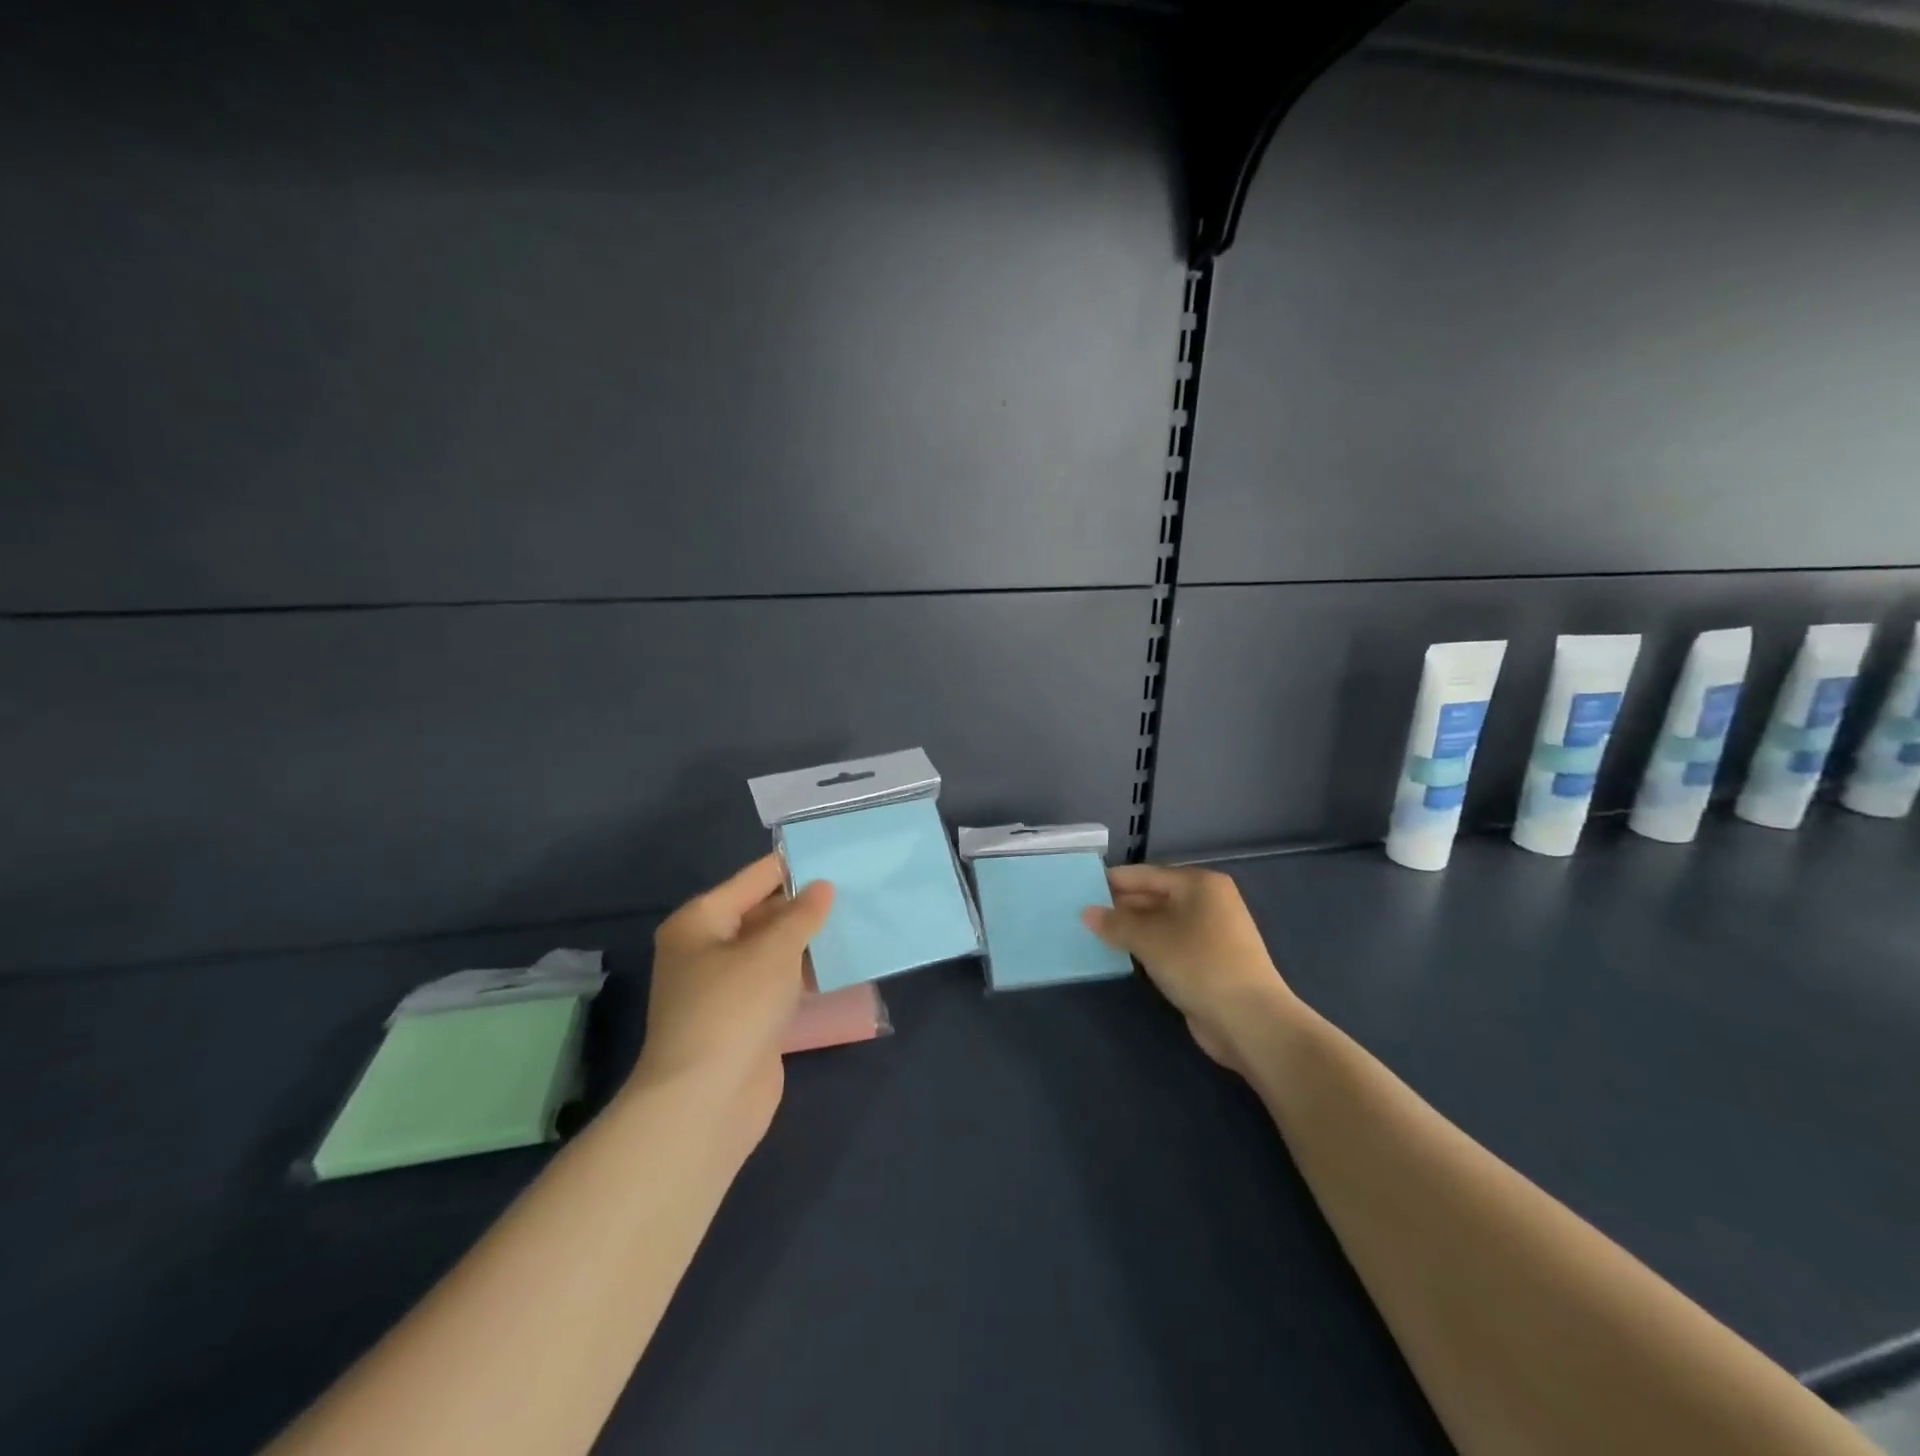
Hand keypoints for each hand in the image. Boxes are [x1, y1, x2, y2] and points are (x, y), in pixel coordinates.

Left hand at [632, 855, 833, 1146]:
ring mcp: (724, 988)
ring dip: (807, 941)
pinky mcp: (743, 1020)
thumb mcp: (772, 951)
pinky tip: (839, 964)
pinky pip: (777, 983)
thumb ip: (801, 915)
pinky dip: (803, 974)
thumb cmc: (734, 1008)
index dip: (790, 867)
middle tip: (853, 887)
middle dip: (803, 905)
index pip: (752, 880)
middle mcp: (706, 949)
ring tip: (855, 919)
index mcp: (699, 922)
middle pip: (761, 914)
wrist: (706, 1102)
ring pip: (772, 951)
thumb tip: (822, 887)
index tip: (832, 852)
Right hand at [1083, 864, 1298, 1074]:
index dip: (1113, 881)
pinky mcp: (1209, 962)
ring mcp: (1211, 933)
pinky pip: (1169, 945)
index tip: (1081, 888)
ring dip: (1132, 930)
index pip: (1146, 874)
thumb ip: (1115, 923)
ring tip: (1094, 934)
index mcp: (1199, 884)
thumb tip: (1086, 913)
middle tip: (1082, 914)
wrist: (1249, 1020)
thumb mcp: (1149, 939)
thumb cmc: (1198, 964)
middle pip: (1155, 897)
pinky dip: (1147, 948)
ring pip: (1161, 923)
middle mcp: (1208, 902)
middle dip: (1121, 906)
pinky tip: (1122, 955)